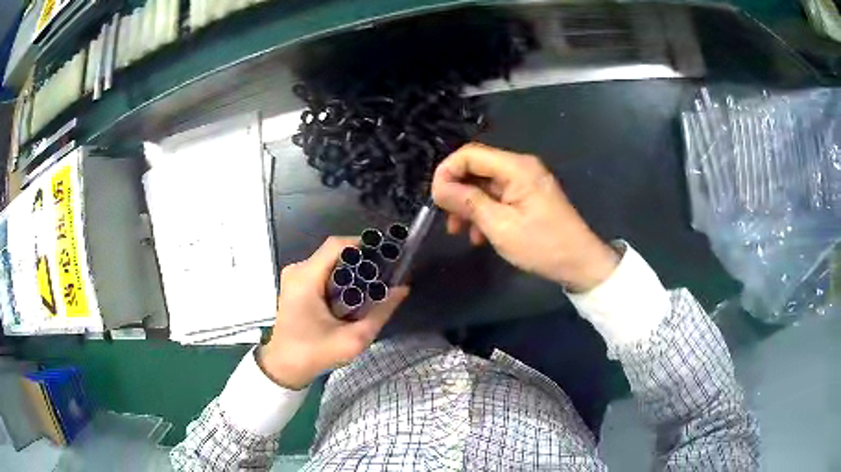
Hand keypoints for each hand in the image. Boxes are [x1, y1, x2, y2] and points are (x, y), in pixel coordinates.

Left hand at [259, 237, 408, 389]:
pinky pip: (322, 271)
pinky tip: (353, 294)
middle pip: (334, 252)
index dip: (363, 245)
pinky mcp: (295, 285)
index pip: (337, 245)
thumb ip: (380, 313)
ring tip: (372, 286)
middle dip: (361, 261)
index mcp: (306, 278)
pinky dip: (340, 278)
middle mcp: (297, 270)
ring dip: (351, 270)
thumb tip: (403, 289)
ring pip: (329, 261)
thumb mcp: (353, 339)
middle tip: (383, 276)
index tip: (386, 257)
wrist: (284, 367)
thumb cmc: (315, 353)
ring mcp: (294, 276)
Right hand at [431, 143, 617, 291]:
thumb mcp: (500, 226)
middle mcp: (521, 167)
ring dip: (469, 205)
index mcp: (516, 167)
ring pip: (485, 185)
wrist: (580, 263)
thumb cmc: (542, 245)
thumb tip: (438, 187)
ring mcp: (526, 182)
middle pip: (477, 168)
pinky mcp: (529, 196)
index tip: (435, 199)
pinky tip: (480, 235)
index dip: (447, 172)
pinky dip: (485, 212)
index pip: (469, 154)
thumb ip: (467, 202)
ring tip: (460, 232)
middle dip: (457, 192)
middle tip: (446, 219)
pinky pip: (498, 196)